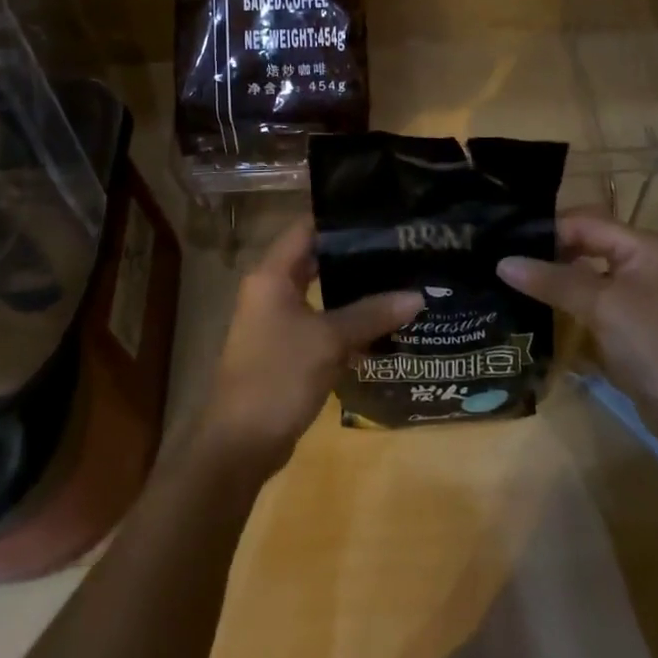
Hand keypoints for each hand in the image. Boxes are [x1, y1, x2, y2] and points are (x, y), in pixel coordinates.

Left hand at [198, 220, 422, 475]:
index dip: (340, 219)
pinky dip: (344, 322)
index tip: (378, 213)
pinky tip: (380, 326)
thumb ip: (371, 314)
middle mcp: (270, 290)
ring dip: (352, 291)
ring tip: (396, 280)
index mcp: (271, 275)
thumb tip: (417, 296)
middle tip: (396, 247)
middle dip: (353, 255)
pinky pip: (319, 323)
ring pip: (319, 293)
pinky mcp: (284, 349)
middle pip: (314, 259)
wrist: (240, 444)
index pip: (306, 227)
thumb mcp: (329, 341)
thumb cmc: (279, 376)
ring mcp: (275, 321)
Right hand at [498, 210, 657, 440]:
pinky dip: (566, 305)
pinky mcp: (629, 326)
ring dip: (555, 280)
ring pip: (585, 276)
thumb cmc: (654, 344)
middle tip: (505, 261)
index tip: (506, 242)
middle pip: (585, 245)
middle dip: (548, 253)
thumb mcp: (600, 305)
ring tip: (513, 283)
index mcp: (642, 246)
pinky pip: (590, 303)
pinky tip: (536, 311)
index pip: (585, 222)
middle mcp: (641, 263)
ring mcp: (636, 296)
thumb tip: (502, 263)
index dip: (547, 230)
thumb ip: (552, 281)